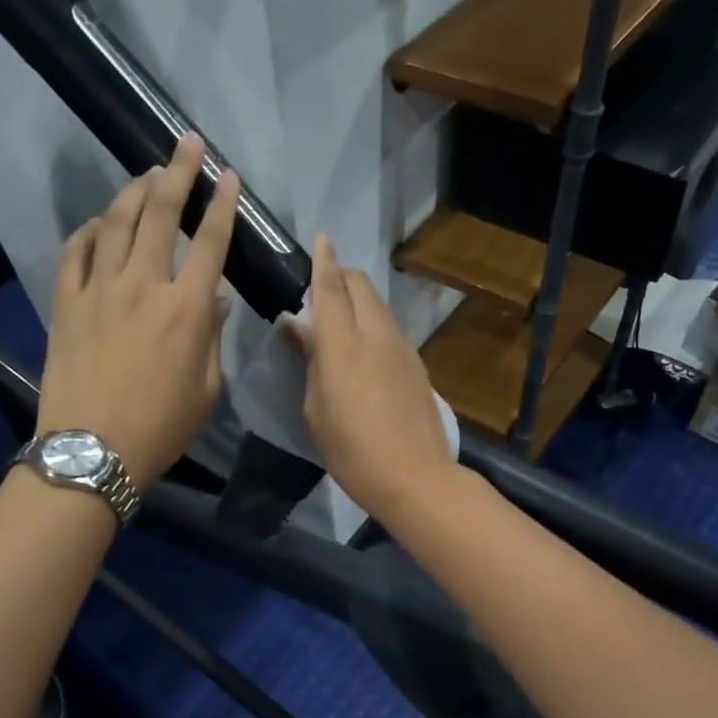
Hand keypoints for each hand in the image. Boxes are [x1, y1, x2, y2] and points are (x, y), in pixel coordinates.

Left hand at [36, 134, 238, 484]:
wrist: (92, 451)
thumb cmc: (161, 427)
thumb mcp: (205, 388)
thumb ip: (212, 337)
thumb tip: (215, 299)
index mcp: (187, 309)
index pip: (210, 242)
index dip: (222, 205)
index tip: (229, 176)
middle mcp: (144, 286)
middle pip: (161, 214)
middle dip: (178, 172)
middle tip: (187, 144)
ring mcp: (99, 289)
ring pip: (116, 222)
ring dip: (134, 191)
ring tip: (147, 173)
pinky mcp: (66, 302)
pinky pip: (76, 252)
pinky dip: (89, 231)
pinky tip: (98, 223)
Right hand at [287, 234, 458, 525]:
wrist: (415, 477)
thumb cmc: (351, 450)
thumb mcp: (316, 409)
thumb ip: (310, 361)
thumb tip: (299, 329)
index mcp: (342, 344)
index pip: (330, 288)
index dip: (323, 261)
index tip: (321, 239)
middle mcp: (375, 335)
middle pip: (361, 286)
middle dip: (342, 276)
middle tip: (322, 288)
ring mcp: (402, 348)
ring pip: (379, 306)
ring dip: (359, 300)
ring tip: (340, 318)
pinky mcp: (417, 365)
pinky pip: (390, 329)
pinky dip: (373, 323)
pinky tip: (364, 347)